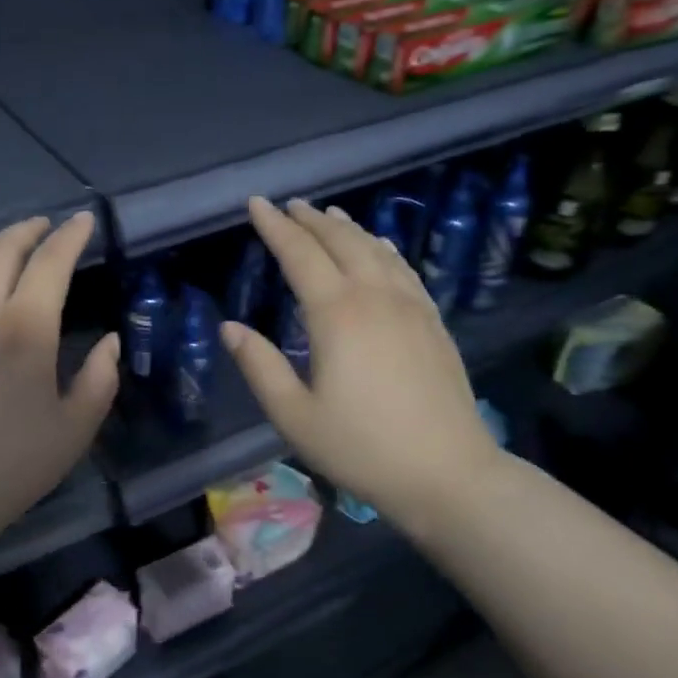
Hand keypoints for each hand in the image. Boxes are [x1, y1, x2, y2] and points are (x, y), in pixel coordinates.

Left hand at [0, 212, 118, 553]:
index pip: (50, 263)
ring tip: (14, 242)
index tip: (84, 222)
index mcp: (26, 330)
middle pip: (3, 251)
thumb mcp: (76, 427)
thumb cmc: (15, 465)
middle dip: (29, 231)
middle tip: (48, 226)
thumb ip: (101, 378)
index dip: (71, 237)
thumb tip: (111, 341)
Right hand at [221, 197, 500, 527]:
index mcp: (337, 314)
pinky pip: (404, 269)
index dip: (275, 227)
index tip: (256, 203)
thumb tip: (230, 327)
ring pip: (377, 250)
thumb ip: (260, 366)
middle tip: (289, 205)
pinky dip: (385, 249)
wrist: (447, 473)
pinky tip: (381, 249)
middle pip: (341, 242)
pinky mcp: (434, 323)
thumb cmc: (361, 448)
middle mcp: (376, 297)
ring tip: (329, 215)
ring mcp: (411, 307)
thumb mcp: (294, 415)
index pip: (300, 255)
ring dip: (349, 229)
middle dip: (311, 220)